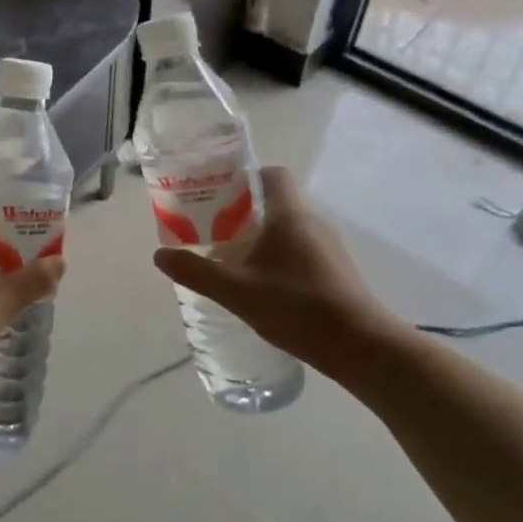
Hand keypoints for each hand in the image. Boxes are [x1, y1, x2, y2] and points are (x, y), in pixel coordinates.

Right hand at [153, 167, 407, 380]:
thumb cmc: (298, 307)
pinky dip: (275, 258)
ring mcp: (327, 248)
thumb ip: (197, 272)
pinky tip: (258, 285)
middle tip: (210, 229)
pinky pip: (298, 251)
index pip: (271, 174)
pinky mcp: (334, 271)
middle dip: (240, 212)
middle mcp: (312, 222)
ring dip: (258, 238)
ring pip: (286, 229)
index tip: (216, 194)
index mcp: (290, 214)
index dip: (244, 177)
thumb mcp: (237, 291)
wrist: (362, 347)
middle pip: (274, 202)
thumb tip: (160, 255)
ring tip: (228, 259)